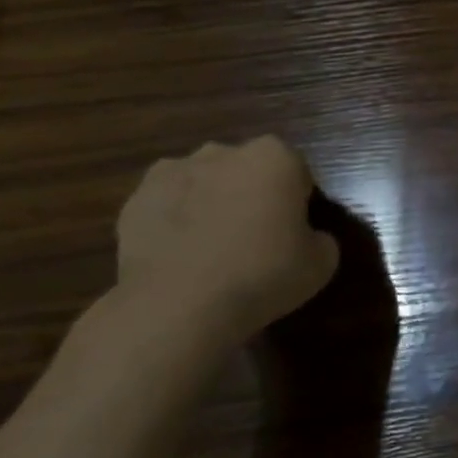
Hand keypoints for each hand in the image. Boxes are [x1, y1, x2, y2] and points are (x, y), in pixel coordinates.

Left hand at [115, 136, 340, 340]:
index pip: (296, 173)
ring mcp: (174, 172)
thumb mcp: (321, 263)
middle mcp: (224, 152)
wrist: (179, 305)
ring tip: (212, 250)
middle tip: (255, 240)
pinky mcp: (136, 200)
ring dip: (211, 204)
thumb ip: (320, 238)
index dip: (297, 203)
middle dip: (251, 195)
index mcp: (275, 157)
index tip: (293, 234)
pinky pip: (167, 206)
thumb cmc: (263, 274)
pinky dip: (174, 222)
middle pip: (247, 171)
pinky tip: (181, 257)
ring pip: (204, 184)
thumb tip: (306, 238)